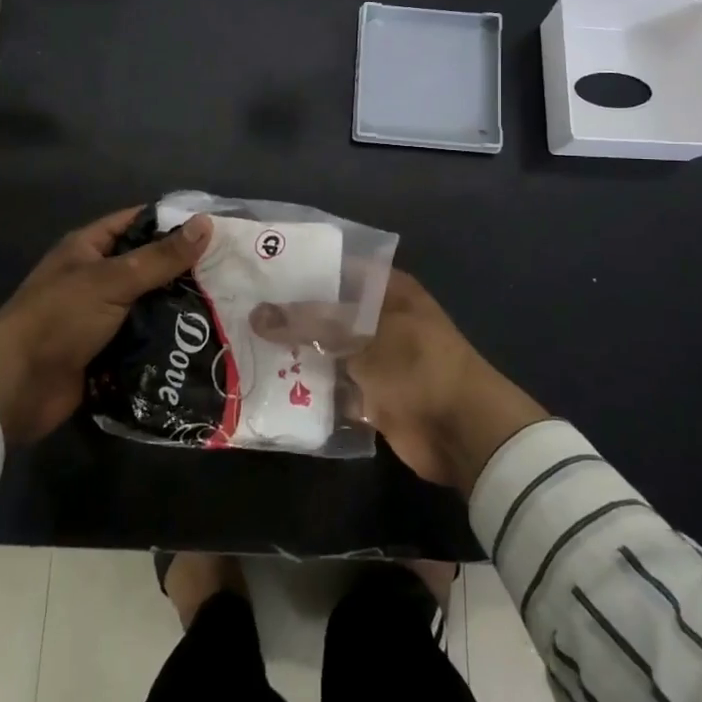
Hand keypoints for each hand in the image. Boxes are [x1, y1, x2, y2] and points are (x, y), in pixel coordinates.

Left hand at [0, 208, 211, 443]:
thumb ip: (160, 257)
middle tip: (232, 273)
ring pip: (150, 305)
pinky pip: (144, 339)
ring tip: (227, 308)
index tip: (217, 229)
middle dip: (185, 270)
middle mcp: (96, 278)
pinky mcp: (106, 352)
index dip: (174, 222)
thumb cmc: (59, 319)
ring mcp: (101, 316)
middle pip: (148, 266)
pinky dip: (167, 341)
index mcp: (89, 248)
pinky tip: (202, 342)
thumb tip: (206, 224)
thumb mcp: (112, 281)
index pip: (138, 222)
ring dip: (179, 309)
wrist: (14, 388)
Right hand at [250, 270, 547, 492]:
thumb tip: (257, 314)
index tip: (258, 271)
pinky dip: (308, 390)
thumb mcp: (362, 335)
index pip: (336, 269)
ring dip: (295, 353)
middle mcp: (378, 319)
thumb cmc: (417, 364)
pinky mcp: (370, 396)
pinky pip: (332, 387)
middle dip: (289, 315)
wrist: (462, 432)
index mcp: (386, 290)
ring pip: (326, 350)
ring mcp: (374, 359)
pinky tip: (268, 386)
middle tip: (239, 311)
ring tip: (243, 346)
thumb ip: (310, 323)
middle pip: (326, 312)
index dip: (300, 270)